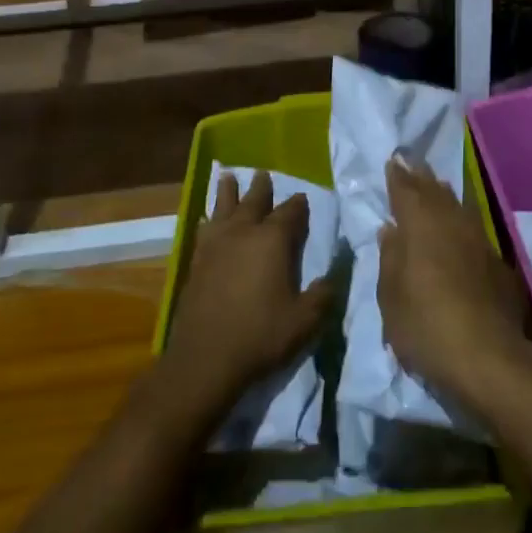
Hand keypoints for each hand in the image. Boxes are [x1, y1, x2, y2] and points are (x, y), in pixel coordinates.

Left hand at [160, 171, 334, 416]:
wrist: (206, 359)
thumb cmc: (261, 335)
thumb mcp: (305, 319)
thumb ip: (323, 294)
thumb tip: (334, 275)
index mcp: (272, 240)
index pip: (290, 213)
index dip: (298, 205)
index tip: (302, 197)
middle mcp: (243, 233)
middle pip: (253, 202)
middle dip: (261, 188)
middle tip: (263, 173)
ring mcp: (216, 246)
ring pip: (223, 208)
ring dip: (228, 193)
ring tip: (227, 177)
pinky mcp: (197, 262)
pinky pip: (204, 230)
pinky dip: (208, 220)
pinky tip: (206, 220)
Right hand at [379, 157, 530, 408]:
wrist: (488, 357)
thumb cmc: (426, 327)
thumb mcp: (391, 299)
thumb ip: (390, 259)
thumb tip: (391, 230)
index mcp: (420, 227)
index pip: (406, 191)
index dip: (398, 177)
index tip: (393, 161)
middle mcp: (451, 224)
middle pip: (435, 192)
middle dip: (421, 177)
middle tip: (412, 163)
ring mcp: (479, 241)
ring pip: (458, 206)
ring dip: (444, 194)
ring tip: (435, 185)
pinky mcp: (497, 262)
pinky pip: (473, 227)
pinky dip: (461, 219)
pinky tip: (459, 226)